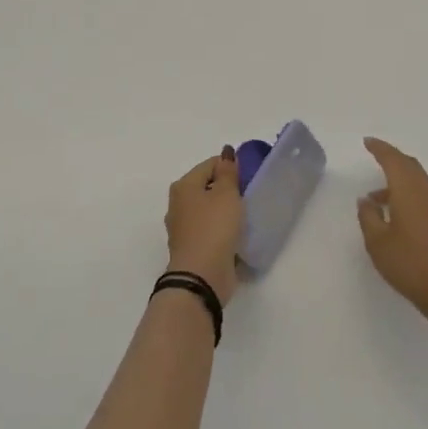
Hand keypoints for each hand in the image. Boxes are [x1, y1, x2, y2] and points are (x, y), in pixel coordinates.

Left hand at [165, 148, 243, 304]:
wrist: (201, 276)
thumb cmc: (214, 228)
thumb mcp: (226, 194)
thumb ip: (228, 172)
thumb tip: (226, 152)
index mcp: (183, 186)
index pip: (210, 164)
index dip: (231, 167)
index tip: (249, 179)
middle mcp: (178, 204)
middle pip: (207, 186)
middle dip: (228, 189)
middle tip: (249, 197)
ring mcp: (183, 227)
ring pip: (208, 210)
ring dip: (225, 211)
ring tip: (245, 216)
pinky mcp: (192, 247)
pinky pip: (210, 229)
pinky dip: (221, 229)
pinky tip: (236, 235)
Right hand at [357, 138, 427, 332]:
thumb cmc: (410, 264)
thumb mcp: (378, 242)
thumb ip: (369, 217)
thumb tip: (366, 200)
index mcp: (409, 190)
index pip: (393, 160)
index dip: (380, 149)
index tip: (367, 142)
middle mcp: (426, 192)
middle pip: (409, 165)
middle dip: (391, 158)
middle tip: (374, 156)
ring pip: (416, 180)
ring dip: (397, 179)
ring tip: (374, 197)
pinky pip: (421, 194)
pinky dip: (405, 193)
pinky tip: (393, 213)